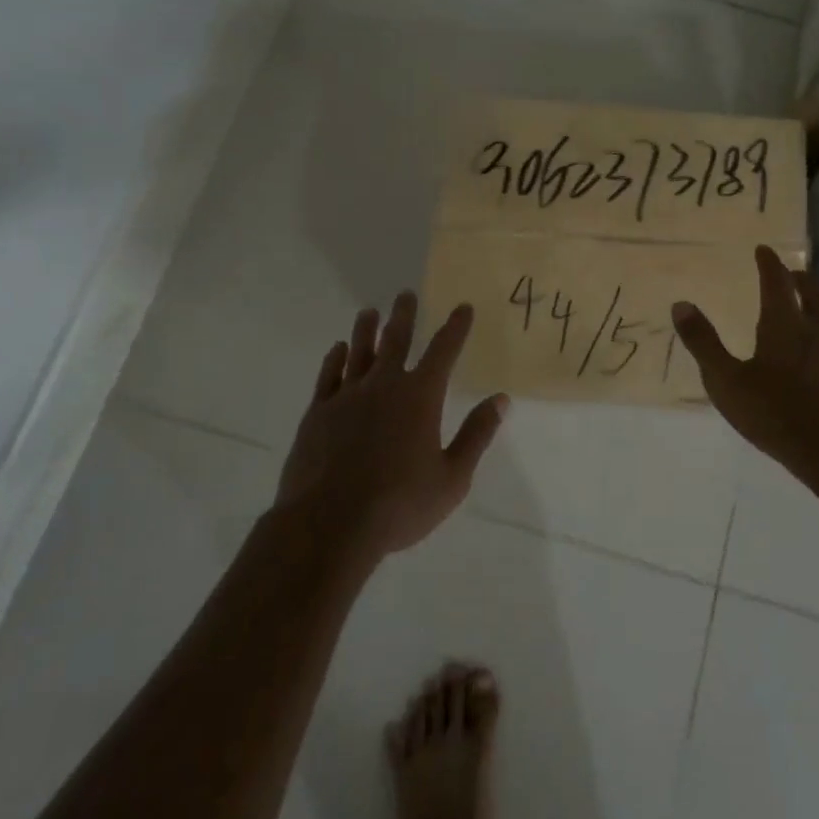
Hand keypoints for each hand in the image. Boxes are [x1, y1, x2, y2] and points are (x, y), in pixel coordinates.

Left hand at [276, 292, 508, 561]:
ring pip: (358, 351)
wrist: (329, 524)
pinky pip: (328, 376)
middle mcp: (384, 385)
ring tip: (369, 311)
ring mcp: (347, 397)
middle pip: (396, 339)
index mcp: (420, 396)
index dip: (455, 327)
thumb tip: (501, 400)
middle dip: (404, 315)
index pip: (443, 351)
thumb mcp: (452, 477)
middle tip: (406, 294)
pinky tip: (337, 350)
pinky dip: (334, 359)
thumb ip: (476, 435)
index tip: (462, 307)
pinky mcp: (318, 413)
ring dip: (366, 329)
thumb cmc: (399, 504)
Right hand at [672, 245, 818, 490]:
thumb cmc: (775, 414)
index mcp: (785, 325)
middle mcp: (815, 331)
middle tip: (789, 271)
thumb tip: (680, 304)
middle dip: (799, 277)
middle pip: (813, 292)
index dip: (770, 263)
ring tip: (801, 309)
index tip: (764, 250)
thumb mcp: (726, 381)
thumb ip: (703, 343)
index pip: (778, 282)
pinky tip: (815, 354)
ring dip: (814, 305)